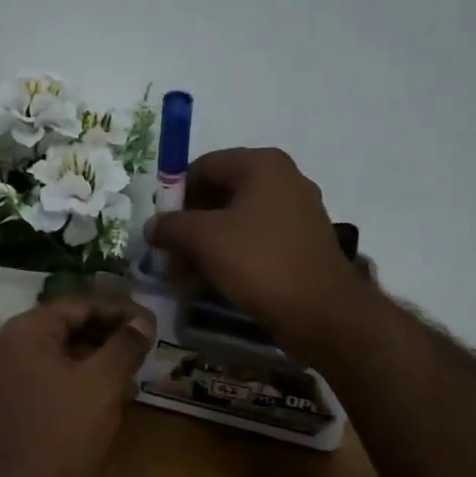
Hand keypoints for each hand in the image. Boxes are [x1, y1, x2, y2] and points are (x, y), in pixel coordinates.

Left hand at [0, 298, 156, 476]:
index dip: (121, 311)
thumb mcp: (101, 384)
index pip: (81, 305)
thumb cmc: (60, 433)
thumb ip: (124, 345)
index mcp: (28, 331)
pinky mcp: (16, 407)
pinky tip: (113, 398)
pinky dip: (84, 383)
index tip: (153, 323)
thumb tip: (143, 320)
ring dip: (101, 361)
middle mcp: (13, 347)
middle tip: (147, 346)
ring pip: (65, 356)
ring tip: (136, 372)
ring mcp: (10, 379)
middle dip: (111, 336)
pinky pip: (56, 381)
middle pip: (71, 328)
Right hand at [145, 148, 363, 355]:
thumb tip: (153, 226)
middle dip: (189, 227)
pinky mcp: (301, 243)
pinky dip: (231, 257)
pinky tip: (212, 283)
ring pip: (236, 222)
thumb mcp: (205, 239)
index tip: (161, 230)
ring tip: (185, 278)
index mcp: (261, 165)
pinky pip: (256, 241)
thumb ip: (171, 226)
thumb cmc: (261, 262)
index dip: (175, 197)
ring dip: (206, 247)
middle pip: (219, 195)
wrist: (323, 311)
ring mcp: (296, 212)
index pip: (203, 167)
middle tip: (169, 259)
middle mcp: (282, 180)